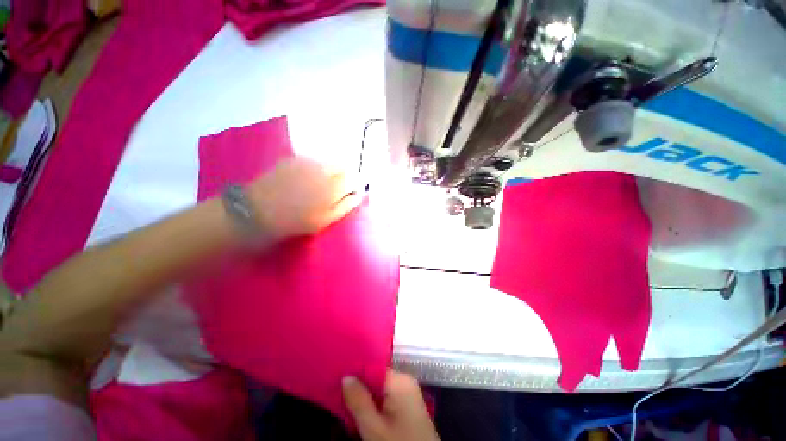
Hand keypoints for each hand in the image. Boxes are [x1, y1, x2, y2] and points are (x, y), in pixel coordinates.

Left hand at [246, 157, 362, 238]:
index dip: (355, 184)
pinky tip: (308, 178)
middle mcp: (323, 169)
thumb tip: (359, 195)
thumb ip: (345, 206)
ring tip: (322, 184)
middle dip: (345, 175)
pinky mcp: (294, 159)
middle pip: (343, 167)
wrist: (258, 210)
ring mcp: (308, 162)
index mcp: (333, 186)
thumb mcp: (325, 219)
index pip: (354, 178)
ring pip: (328, 162)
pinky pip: (314, 160)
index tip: (352, 191)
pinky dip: (317, 167)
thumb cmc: (296, 220)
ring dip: (332, 170)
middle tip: (337, 189)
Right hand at [343, 370, 439, 440]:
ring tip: (347, 402)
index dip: (355, 372)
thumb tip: (346, 376)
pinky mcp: (409, 405)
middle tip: (339, 393)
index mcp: (399, 379)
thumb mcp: (373, 428)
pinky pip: (388, 397)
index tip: (338, 377)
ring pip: (381, 388)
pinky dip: (375, 403)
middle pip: (377, 377)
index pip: (373, 367)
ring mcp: (409, 392)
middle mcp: (405, 380)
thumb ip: (358, 400)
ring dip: (366, 396)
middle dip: (359, 386)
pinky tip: (363, 411)